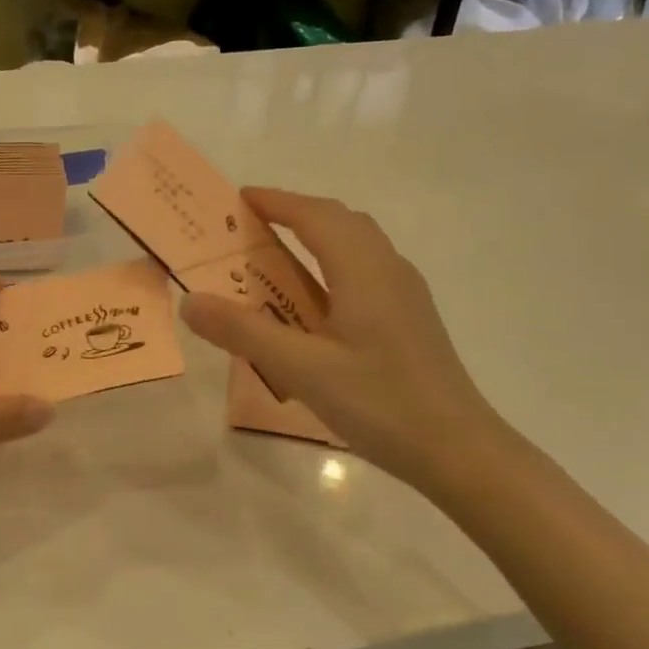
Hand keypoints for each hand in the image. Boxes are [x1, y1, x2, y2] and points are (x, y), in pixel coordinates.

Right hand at [180, 188, 502, 488]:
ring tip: (276, 260)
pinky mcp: (410, 319)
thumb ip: (243, 331)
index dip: (277, 202)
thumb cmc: (379, 403)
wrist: (457, 449)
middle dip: (296, 215)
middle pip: (340, 222)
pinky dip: (332, 267)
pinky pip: (365, 272)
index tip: (239, 199)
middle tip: (252, 229)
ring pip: (357, 246)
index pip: (315, 216)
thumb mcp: (301, 368)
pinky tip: (316, 305)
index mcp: (363, 270)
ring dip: (317, 239)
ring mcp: (405, 295)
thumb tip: (191, 301)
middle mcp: (389, 269)